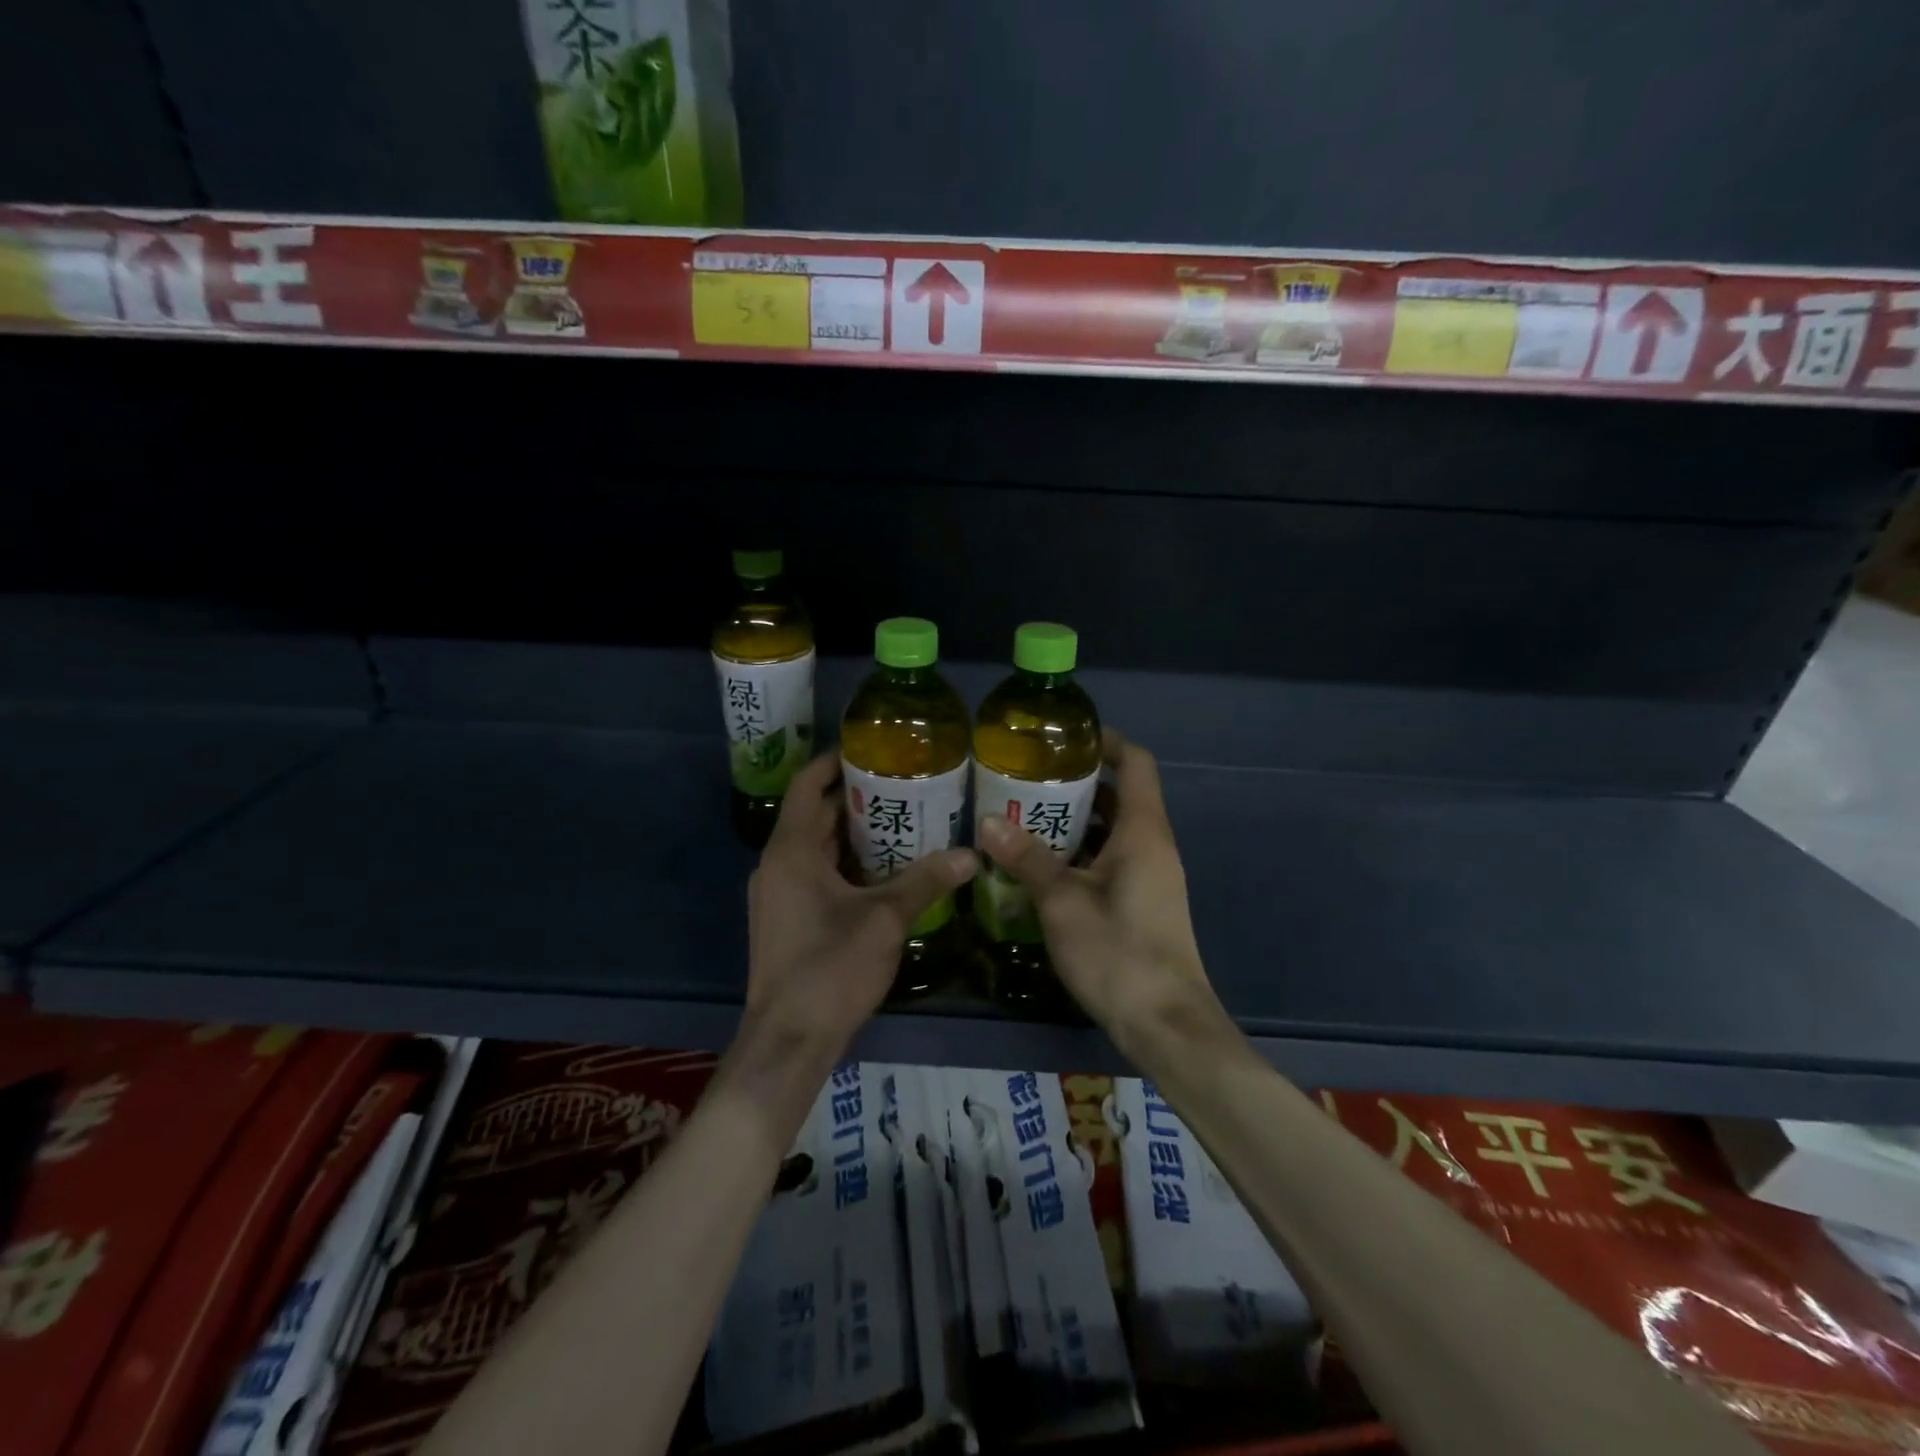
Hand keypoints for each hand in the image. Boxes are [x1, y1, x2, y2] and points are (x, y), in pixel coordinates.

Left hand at [745, 753, 977, 1062]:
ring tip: (902, 820)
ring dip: (853, 833)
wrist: (789, 1040)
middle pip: (815, 814)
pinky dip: (846, 863)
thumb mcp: (885, 919)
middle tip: (903, 783)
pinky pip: (815, 874)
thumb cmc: (830, 968)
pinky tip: (884, 871)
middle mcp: (777, 864)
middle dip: (856, 798)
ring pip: (817, 847)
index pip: (808, 785)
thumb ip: (926, 881)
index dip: (835, 760)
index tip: (871, 747)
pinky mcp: (785, 919)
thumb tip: (972, 854)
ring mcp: (778, 894)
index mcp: (791, 850)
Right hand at [978, 730, 1225, 1052]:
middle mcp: (1152, 845)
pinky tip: (1040, 865)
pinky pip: (1110, 860)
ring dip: (1073, 821)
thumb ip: (1027, 858)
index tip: (1065, 737)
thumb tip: (988, 821)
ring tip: (1023, 816)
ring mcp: (1149, 876)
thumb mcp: (1063, 902)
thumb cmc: (1118, 952)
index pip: (1135, 763)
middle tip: (1025, 778)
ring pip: (1111, 831)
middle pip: (1119, 795)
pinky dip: (1079, 853)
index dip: (1106, 742)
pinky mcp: (1141, 903)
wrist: (1165, 1024)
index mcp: (1143, 831)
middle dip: (1075, 783)